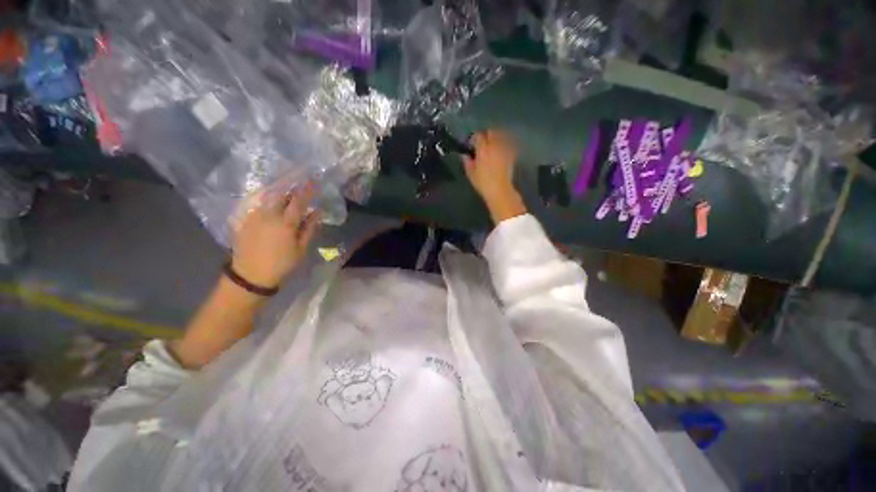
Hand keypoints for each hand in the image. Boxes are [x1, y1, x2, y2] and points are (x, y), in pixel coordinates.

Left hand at [231, 183, 320, 287]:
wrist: (250, 276)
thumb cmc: (282, 264)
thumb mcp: (301, 248)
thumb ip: (309, 228)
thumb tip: (317, 212)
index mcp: (286, 223)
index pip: (299, 201)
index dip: (307, 189)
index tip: (314, 180)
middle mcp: (269, 215)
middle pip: (281, 194)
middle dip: (291, 186)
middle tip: (299, 182)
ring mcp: (254, 217)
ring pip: (267, 197)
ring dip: (279, 191)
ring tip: (286, 189)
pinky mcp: (244, 221)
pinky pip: (257, 204)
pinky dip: (267, 199)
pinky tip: (271, 201)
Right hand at [463, 130, 526, 222]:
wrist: (499, 190)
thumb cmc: (483, 182)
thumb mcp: (470, 174)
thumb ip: (467, 162)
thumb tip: (465, 155)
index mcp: (483, 149)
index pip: (478, 136)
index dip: (474, 138)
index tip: (472, 144)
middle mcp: (494, 146)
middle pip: (492, 132)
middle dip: (487, 135)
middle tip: (483, 142)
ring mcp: (504, 150)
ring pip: (502, 137)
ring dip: (497, 138)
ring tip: (494, 144)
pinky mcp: (511, 156)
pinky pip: (510, 146)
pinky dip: (506, 145)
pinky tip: (503, 150)